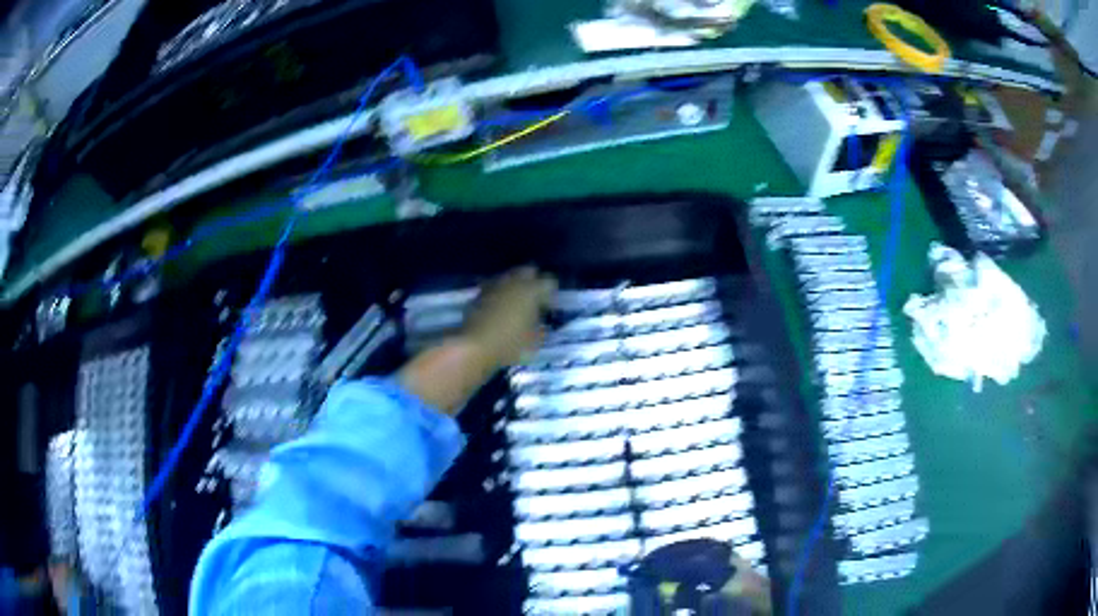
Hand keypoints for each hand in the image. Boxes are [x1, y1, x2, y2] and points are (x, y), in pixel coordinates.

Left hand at [460, 267, 557, 368]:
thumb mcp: (534, 342)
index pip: (549, 281)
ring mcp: (494, 285)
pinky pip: (494, 288)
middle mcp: (513, 281)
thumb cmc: (510, 344)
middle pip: (528, 271)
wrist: (474, 346)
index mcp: (532, 290)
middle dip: (533, 281)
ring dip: (514, 287)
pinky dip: (499, 294)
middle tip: (534, 299)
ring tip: (516, 304)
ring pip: (509, 277)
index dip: (552, 293)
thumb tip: (540, 324)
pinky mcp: (478, 294)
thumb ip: (541, 329)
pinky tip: (499, 309)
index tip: (550, 307)